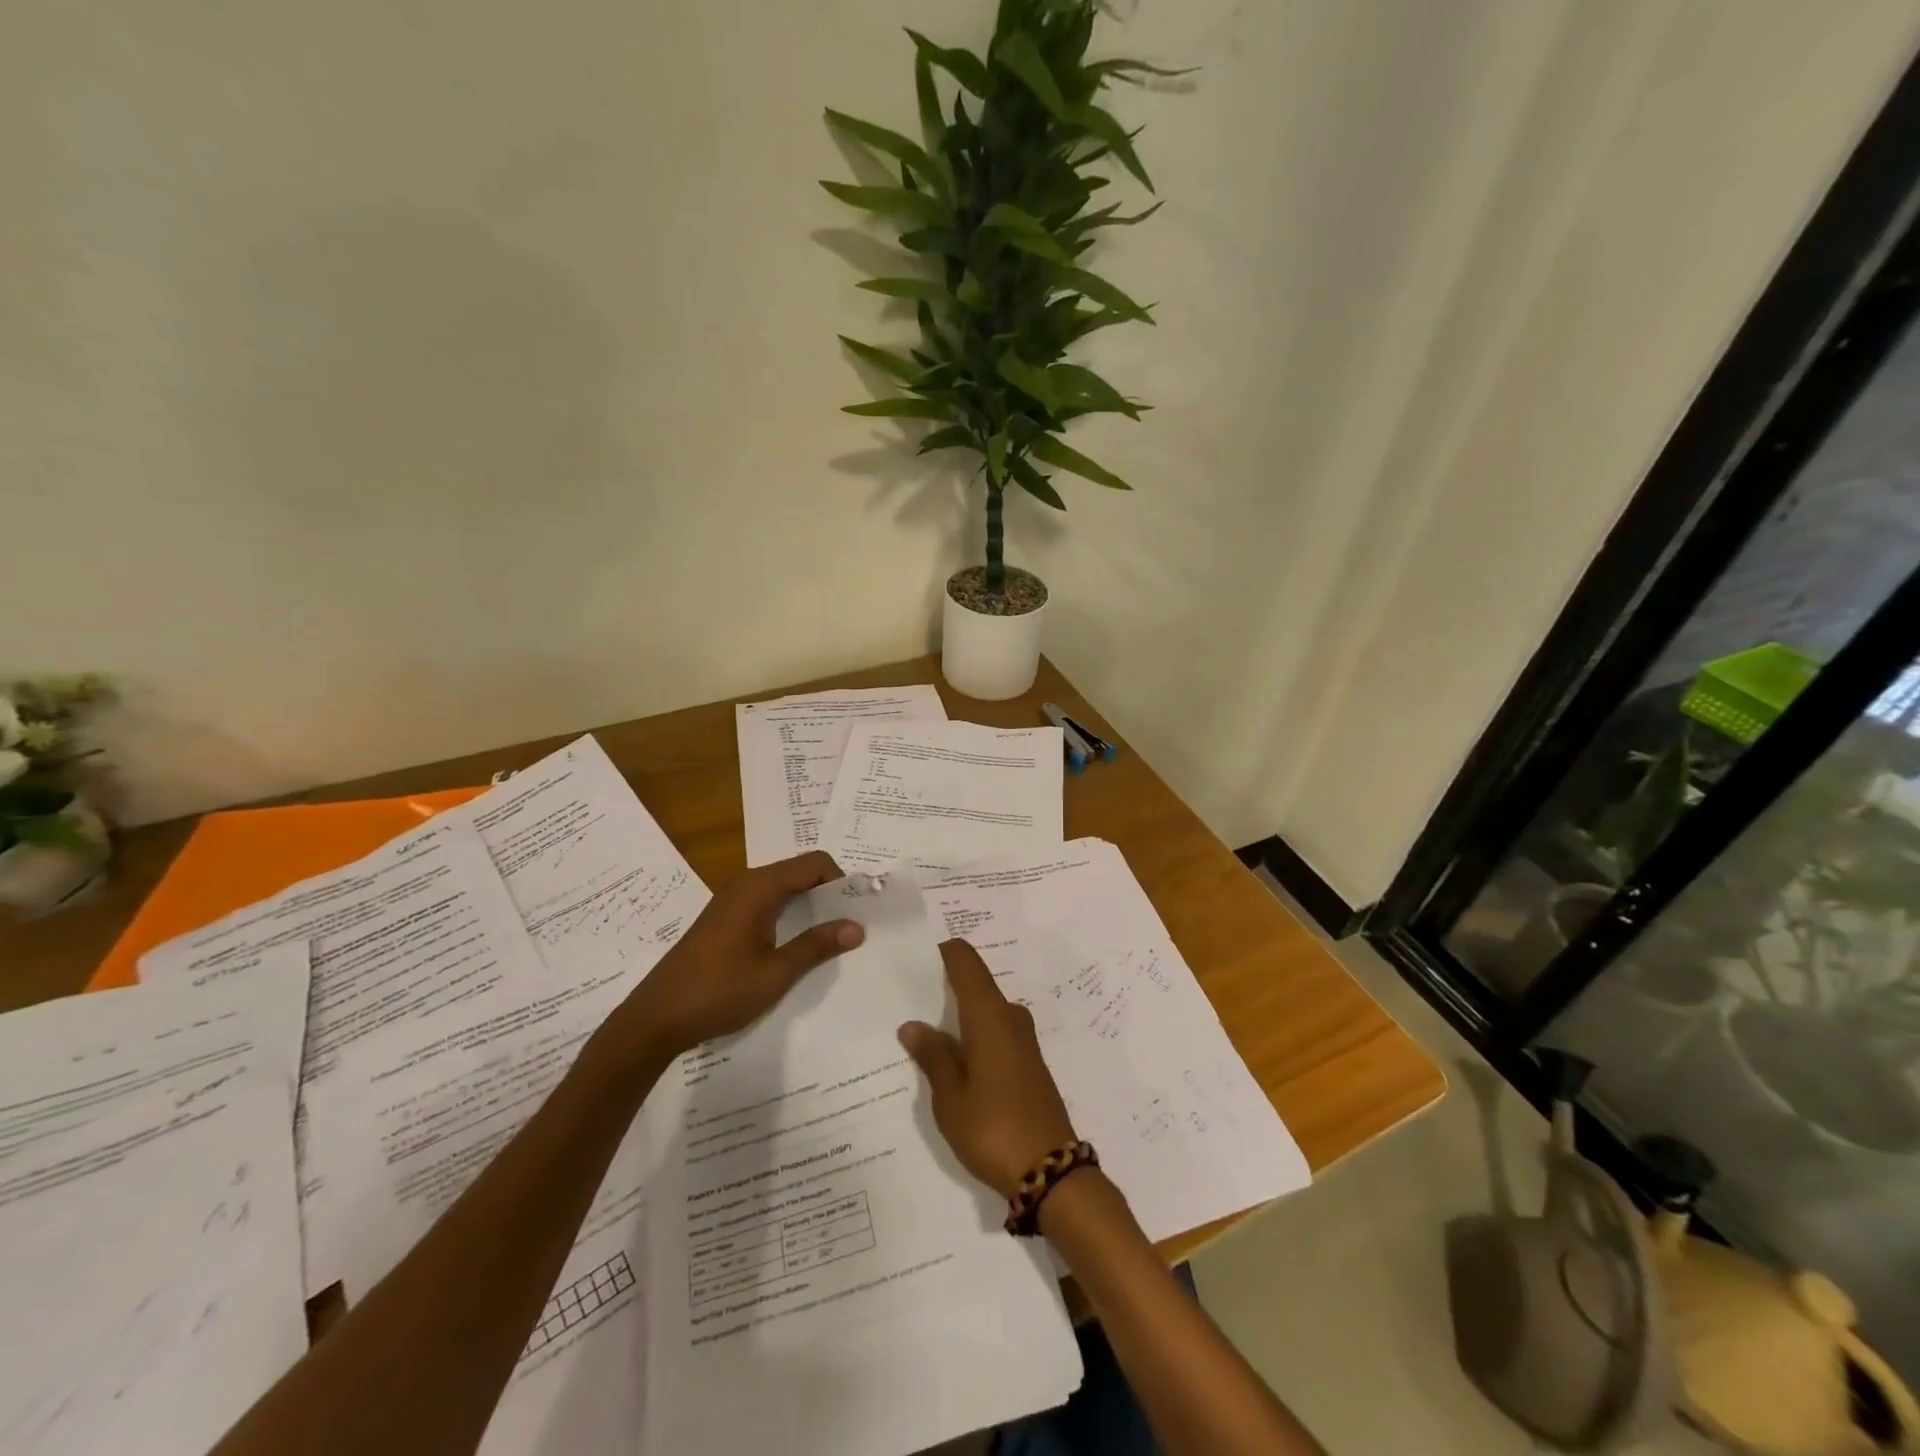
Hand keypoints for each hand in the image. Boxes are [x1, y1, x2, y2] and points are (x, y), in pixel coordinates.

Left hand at [621, 851, 863, 1056]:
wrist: (656, 1018)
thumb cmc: (718, 992)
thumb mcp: (776, 973)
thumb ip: (817, 945)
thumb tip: (856, 926)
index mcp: (759, 888)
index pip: (814, 863)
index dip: (842, 880)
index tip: (859, 909)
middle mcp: (746, 884)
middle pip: (799, 872)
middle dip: (829, 892)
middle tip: (853, 922)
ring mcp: (732, 901)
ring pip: (783, 888)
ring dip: (810, 905)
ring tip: (832, 935)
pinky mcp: (724, 919)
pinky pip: (767, 902)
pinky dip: (790, 914)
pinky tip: (797, 943)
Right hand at [898, 940, 1077, 1199]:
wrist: (1050, 1171)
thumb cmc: (993, 1127)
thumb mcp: (951, 1096)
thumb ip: (932, 1056)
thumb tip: (913, 1024)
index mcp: (989, 1014)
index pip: (966, 961)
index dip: (942, 950)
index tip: (914, 953)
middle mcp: (1010, 1017)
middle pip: (975, 983)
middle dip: (943, 986)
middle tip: (906, 995)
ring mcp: (1023, 1040)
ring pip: (984, 1011)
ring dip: (957, 1015)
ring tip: (920, 1028)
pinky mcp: (1028, 1063)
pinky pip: (994, 1032)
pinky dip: (972, 1035)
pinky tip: (950, 1058)